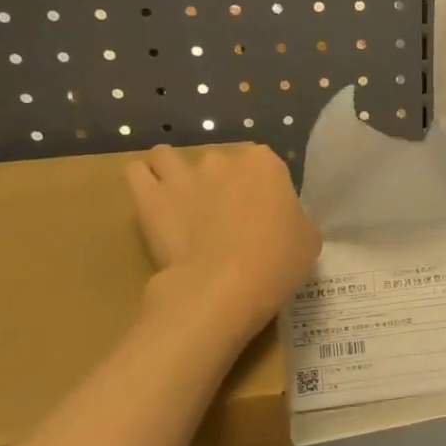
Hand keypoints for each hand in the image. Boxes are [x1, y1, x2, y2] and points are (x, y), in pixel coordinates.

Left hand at [124, 143, 321, 335]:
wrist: (224, 288)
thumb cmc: (277, 263)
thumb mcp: (308, 239)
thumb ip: (293, 218)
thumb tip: (280, 220)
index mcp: (265, 165)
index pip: (264, 163)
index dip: (262, 187)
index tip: (262, 213)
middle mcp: (223, 160)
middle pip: (220, 162)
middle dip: (219, 182)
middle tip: (223, 217)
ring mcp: (183, 175)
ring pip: (168, 157)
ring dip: (173, 172)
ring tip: (179, 200)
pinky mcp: (149, 197)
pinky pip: (137, 173)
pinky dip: (143, 181)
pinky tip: (153, 201)